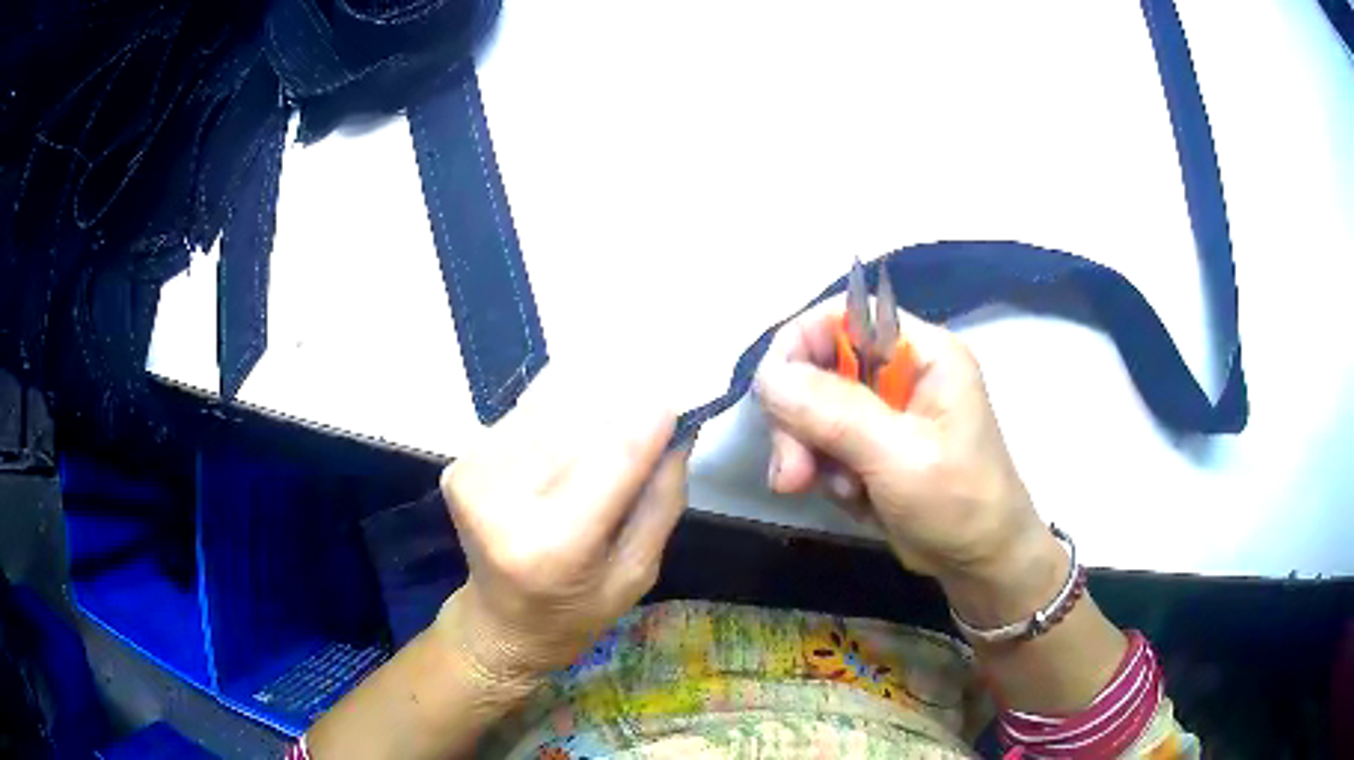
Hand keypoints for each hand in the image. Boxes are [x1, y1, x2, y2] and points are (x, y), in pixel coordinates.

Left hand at [434, 375, 687, 691]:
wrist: (501, 623)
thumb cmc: (579, 608)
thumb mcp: (639, 572)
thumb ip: (662, 500)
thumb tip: (678, 429)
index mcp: (556, 546)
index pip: (612, 460)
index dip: (647, 421)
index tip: (675, 398)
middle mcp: (503, 505)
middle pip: (574, 423)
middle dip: (617, 402)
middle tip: (650, 393)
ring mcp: (472, 480)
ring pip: (544, 410)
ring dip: (583, 401)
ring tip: (612, 404)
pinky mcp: (458, 466)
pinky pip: (518, 419)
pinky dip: (552, 413)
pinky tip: (569, 429)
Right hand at [755, 301, 1062, 623]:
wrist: (980, 563)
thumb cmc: (959, 503)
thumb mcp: (900, 458)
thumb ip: (835, 413)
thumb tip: (766, 377)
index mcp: (921, 352)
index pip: (841, 316)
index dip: (798, 347)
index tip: (772, 399)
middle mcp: (899, 370)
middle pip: (818, 367)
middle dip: (799, 421)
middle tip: (793, 475)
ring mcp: (885, 409)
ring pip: (813, 410)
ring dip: (809, 453)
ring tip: (839, 492)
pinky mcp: (872, 445)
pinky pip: (823, 443)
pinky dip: (823, 472)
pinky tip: (851, 498)